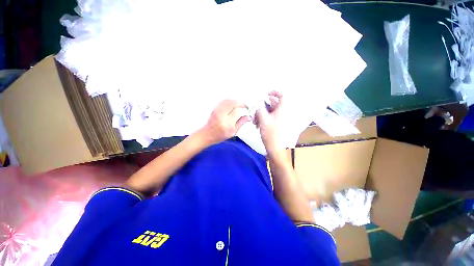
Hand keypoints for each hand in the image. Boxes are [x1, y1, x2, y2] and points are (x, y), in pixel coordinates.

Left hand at [199, 99, 250, 145]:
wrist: (207, 134)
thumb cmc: (220, 135)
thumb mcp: (233, 132)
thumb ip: (241, 123)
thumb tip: (249, 117)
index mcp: (227, 123)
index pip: (238, 111)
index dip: (245, 109)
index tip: (248, 111)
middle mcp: (222, 114)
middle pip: (234, 103)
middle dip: (242, 103)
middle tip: (245, 107)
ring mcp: (218, 110)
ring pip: (230, 100)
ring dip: (237, 101)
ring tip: (240, 105)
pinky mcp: (215, 107)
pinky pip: (224, 100)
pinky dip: (231, 100)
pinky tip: (234, 104)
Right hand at [255, 91, 285, 154]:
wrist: (277, 150)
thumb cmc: (271, 134)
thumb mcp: (263, 120)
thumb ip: (260, 109)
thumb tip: (258, 102)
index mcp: (283, 110)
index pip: (283, 95)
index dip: (275, 92)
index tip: (266, 95)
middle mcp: (284, 113)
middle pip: (274, 104)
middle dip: (264, 107)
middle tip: (256, 112)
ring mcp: (283, 120)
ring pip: (272, 112)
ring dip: (263, 114)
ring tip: (256, 121)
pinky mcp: (280, 125)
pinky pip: (273, 118)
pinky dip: (266, 119)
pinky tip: (259, 125)